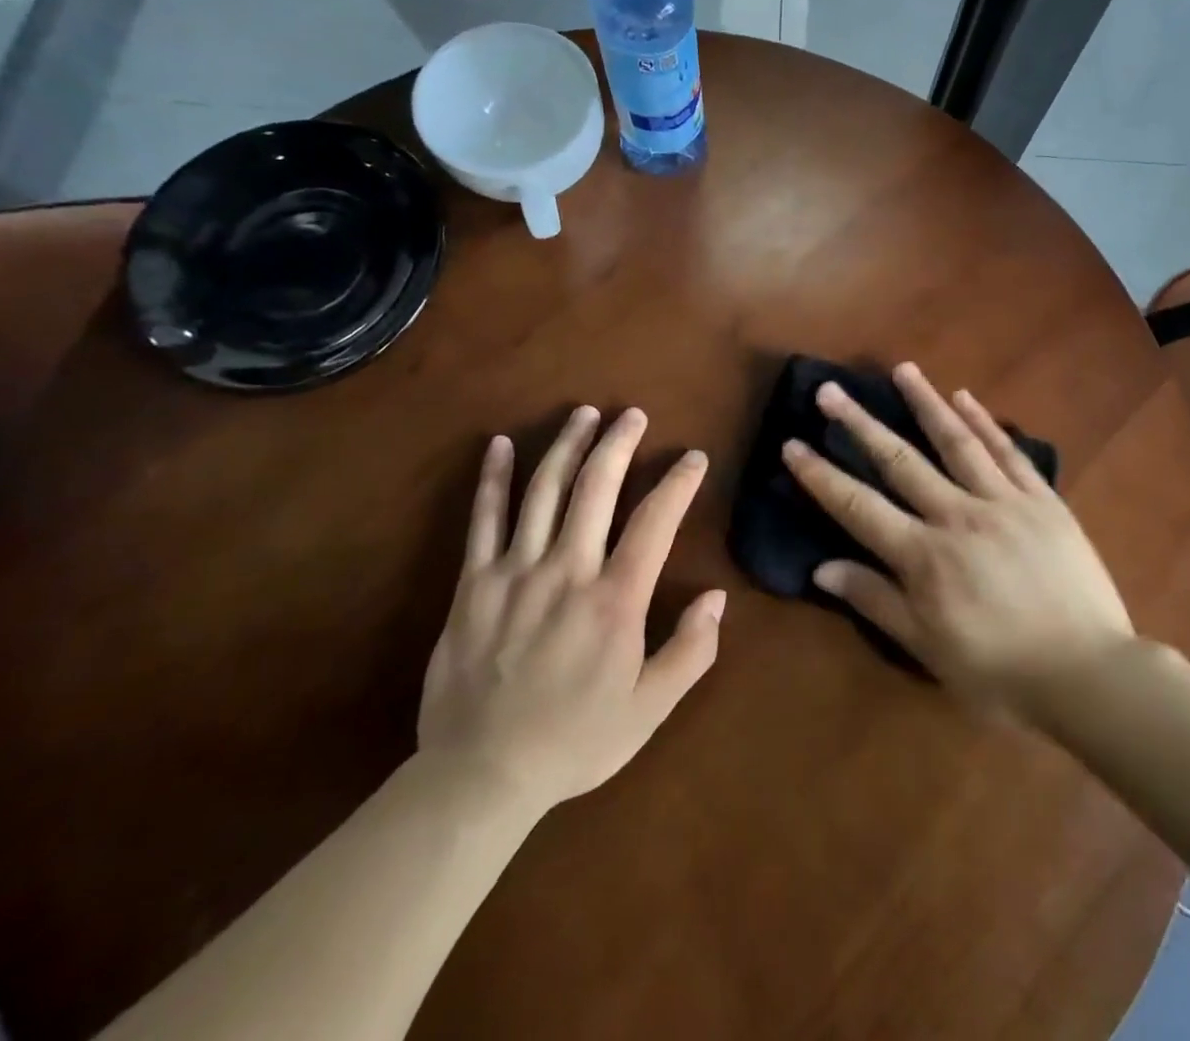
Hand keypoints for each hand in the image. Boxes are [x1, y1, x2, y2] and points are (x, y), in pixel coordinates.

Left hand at [418, 407, 725, 808]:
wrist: (480, 776)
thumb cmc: (574, 742)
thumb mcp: (647, 711)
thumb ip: (689, 652)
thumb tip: (716, 598)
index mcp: (614, 601)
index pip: (655, 523)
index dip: (678, 484)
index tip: (693, 457)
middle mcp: (567, 572)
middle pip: (596, 489)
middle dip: (619, 444)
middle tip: (633, 414)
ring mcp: (515, 572)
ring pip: (544, 491)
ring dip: (566, 446)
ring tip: (584, 414)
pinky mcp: (473, 584)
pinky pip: (483, 520)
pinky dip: (492, 479)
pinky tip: (499, 444)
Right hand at [782, 363, 1133, 712]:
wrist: (1090, 676)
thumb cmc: (1001, 672)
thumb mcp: (928, 649)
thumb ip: (876, 601)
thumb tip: (821, 569)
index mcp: (924, 556)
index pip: (858, 506)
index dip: (821, 475)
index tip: (792, 444)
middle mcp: (957, 516)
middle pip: (900, 461)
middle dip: (860, 423)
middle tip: (831, 389)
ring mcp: (1003, 502)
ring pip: (956, 441)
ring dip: (925, 402)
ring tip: (902, 369)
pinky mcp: (1043, 501)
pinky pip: (1009, 453)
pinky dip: (986, 422)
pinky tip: (966, 397)